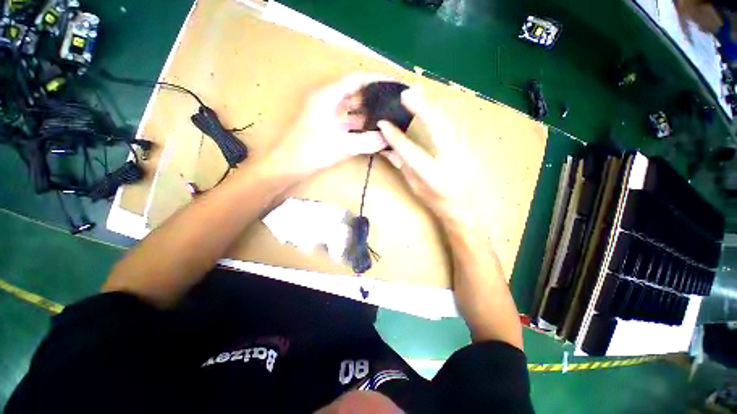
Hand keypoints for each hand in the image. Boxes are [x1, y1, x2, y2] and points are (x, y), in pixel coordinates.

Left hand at [267, 73, 391, 175]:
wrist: (290, 164)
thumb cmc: (312, 151)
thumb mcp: (342, 146)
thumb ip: (367, 141)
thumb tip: (387, 138)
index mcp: (328, 96)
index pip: (356, 79)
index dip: (377, 79)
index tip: (394, 83)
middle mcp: (328, 100)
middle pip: (355, 92)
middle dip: (375, 96)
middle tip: (394, 101)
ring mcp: (327, 113)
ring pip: (352, 106)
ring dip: (368, 110)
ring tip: (387, 114)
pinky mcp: (328, 125)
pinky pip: (348, 119)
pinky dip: (360, 122)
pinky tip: (372, 129)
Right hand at [377, 89, 478, 229]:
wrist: (466, 207)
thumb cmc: (437, 201)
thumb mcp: (416, 187)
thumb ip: (404, 167)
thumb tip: (388, 150)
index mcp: (433, 175)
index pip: (411, 151)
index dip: (395, 136)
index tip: (383, 123)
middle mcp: (450, 159)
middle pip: (437, 127)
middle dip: (421, 107)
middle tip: (406, 93)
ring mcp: (463, 150)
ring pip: (447, 121)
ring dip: (431, 105)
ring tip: (418, 93)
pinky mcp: (469, 146)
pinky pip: (453, 124)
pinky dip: (441, 112)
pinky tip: (433, 105)